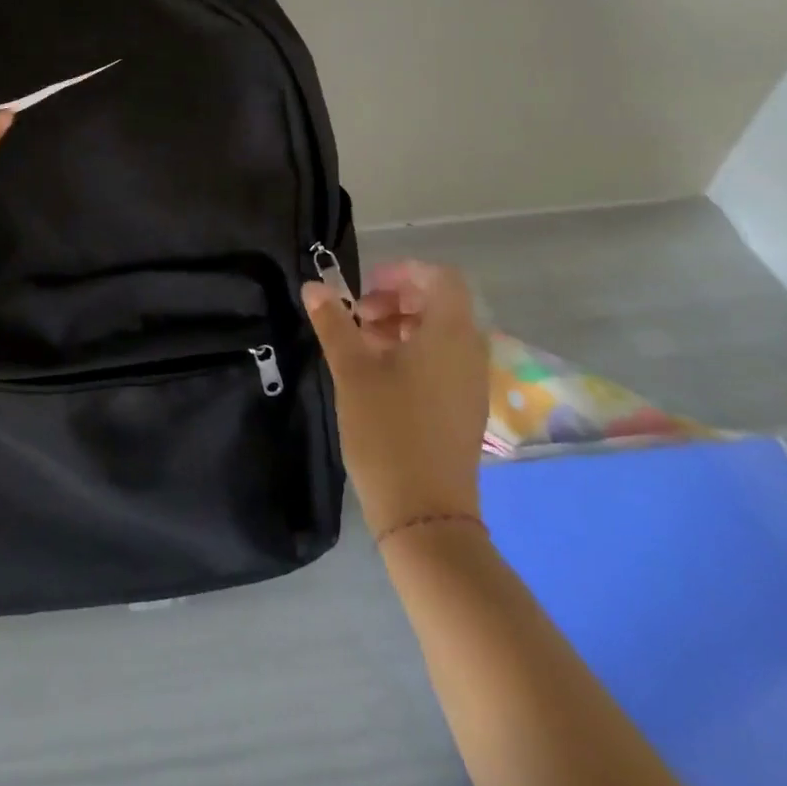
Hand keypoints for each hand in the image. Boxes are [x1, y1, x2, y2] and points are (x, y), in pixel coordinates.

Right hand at [303, 260, 489, 532]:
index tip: (365, 287)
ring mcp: (471, 383)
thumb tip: (315, 285)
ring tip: (362, 344)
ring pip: (440, 333)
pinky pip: (443, 360)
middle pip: (440, 303)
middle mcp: (470, 351)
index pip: (440, 278)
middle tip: (358, 315)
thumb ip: (334, 322)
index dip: (402, 271)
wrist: (424, 514)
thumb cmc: (387, 430)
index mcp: (450, 334)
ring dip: (401, 326)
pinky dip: (413, 352)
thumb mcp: (352, 370)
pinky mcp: (465, 407)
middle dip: (397, 298)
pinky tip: (379, 375)